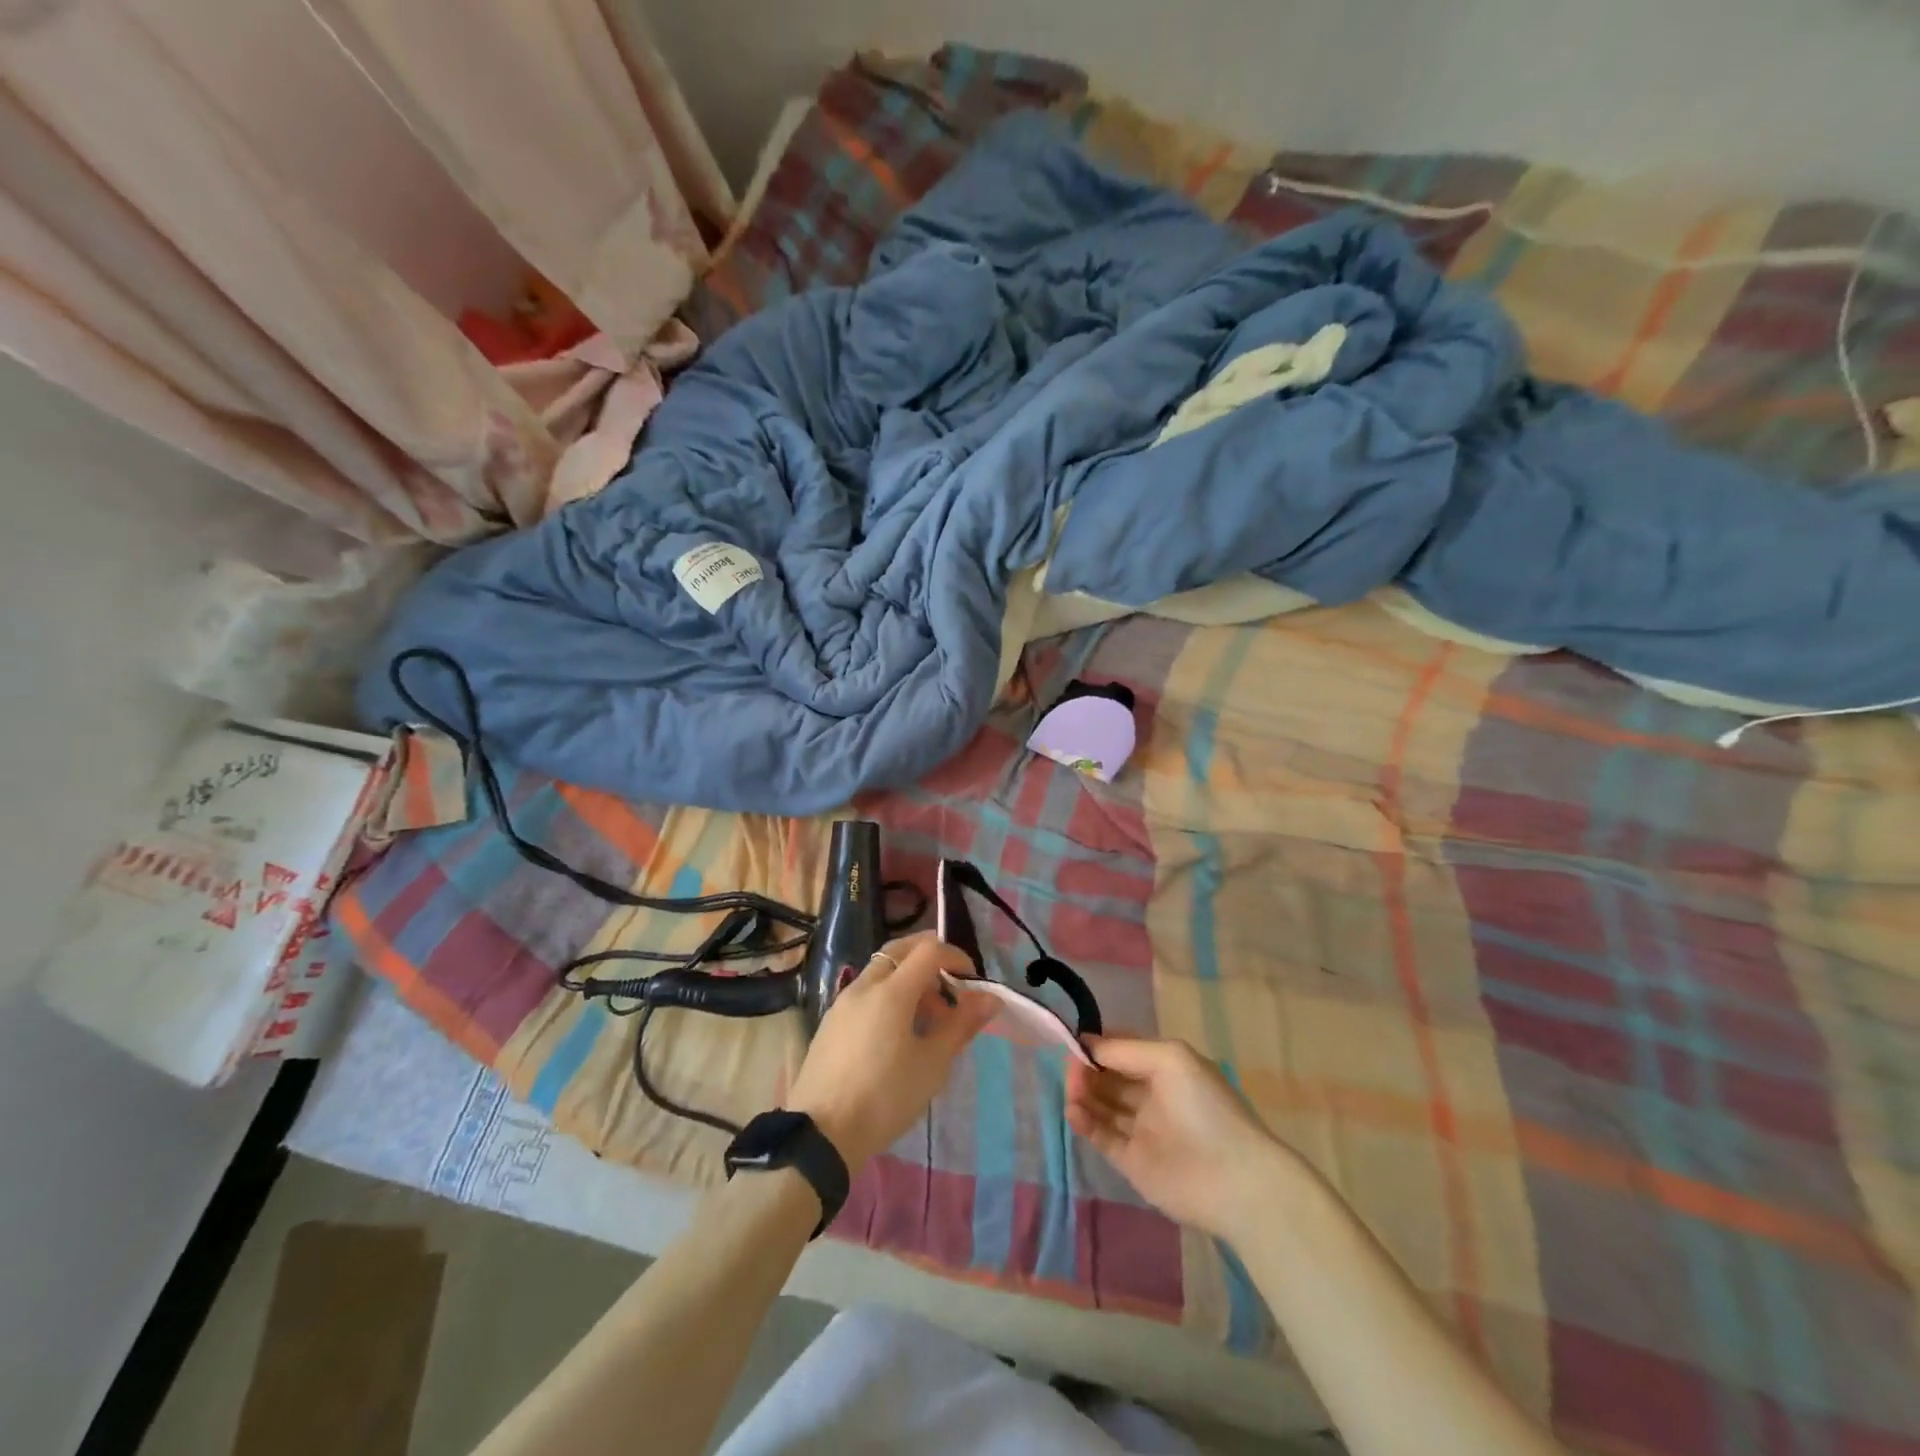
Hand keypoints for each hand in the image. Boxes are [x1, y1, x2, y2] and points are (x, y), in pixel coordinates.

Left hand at [785, 932, 996, 1172]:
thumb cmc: (884, 1097)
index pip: (928, 950)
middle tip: (951, 986)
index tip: (972, 981)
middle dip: (929, 958)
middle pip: (900, 950)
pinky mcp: (831, 1022)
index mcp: (891, 991)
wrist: (820, 1135)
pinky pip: (866, 991)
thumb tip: (990, 998)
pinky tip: (898, 1032)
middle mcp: (864, 986)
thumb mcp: (932, 1065)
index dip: (955, 956)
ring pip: (881, 970)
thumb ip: (961, 1025)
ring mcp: (843, 1002)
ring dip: (909, 978)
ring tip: (928, 1018)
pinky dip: (888, 994)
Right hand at [1066, 1035, 1291, 1242]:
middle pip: (1109, 1078)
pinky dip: (1084, 1122)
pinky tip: (1073, 1112)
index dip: (1099, 1046)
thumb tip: (1088, 1043)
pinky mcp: (1132, 1162)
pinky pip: (1102, 1136)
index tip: (1074, 1042)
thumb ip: (1125, 1050)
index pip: (1123, 1051)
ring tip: (1071, 1091)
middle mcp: (1152, 1096)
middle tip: (1071, 1069)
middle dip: (1088, 1069)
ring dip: (1083, 1094)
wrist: (1234, 1179)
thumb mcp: (1170, 1059)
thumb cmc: (1205, 1107)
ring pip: (1102, 1106)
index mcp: (1165, 1069)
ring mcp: (1142, 1130)